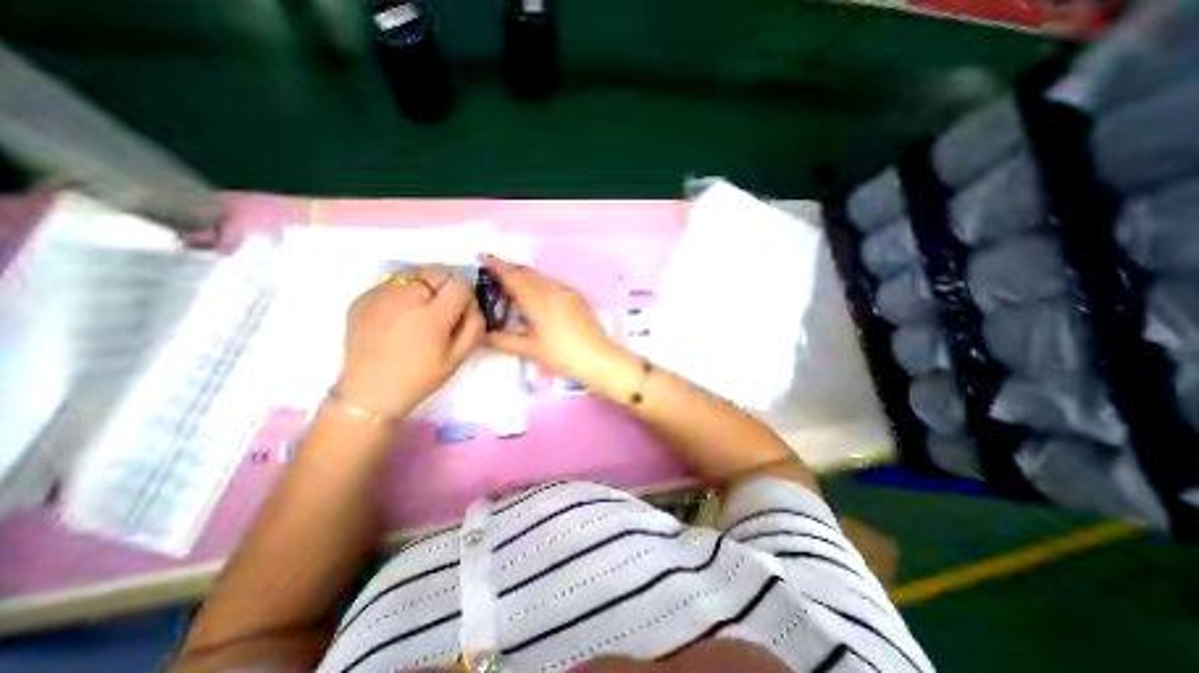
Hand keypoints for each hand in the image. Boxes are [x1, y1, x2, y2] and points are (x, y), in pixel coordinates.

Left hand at [331, 265, 480, 414]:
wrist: (369, 391)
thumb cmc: (420, 377)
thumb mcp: (458, 357)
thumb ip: (474, 325)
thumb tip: (473, 304)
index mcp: (431, 316)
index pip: (459, 283)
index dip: (466, 294)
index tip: (462, 309)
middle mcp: (404, 298)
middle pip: (437, 271)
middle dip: (447, 286)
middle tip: (443, 308)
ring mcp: (379, 295)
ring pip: (414, 273)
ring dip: (425, 286)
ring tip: (420, 310)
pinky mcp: (362, 298)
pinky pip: (392, 283)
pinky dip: (403, 291)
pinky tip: (400, 315)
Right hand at [482, 255, 628, 386]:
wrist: (598, 358)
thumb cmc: (561, 355)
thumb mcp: (529, 349)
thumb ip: (503, 340)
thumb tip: (482, 335)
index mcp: (538, 299)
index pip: (513, 277)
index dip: (497, 267)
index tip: (484, 257)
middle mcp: (552, 289)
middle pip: (527, 273)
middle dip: (510, 270)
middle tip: (494, 274)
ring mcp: (567, 292)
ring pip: (541, 277)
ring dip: (525, 276)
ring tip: (513, 284)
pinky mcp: (577, 297)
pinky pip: (553, 283)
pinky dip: (539, 283)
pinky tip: (537, 295)